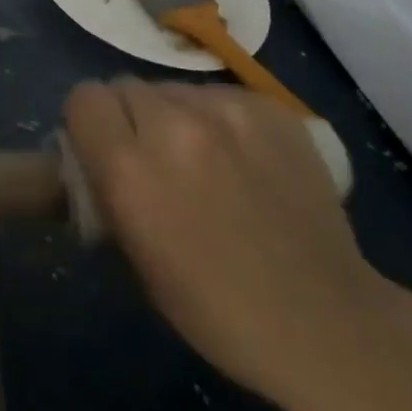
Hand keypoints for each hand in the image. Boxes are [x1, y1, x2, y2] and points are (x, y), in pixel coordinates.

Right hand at [64, 80, 392, 407]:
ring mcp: (225, 111)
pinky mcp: (267, 107)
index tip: (104, 149)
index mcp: (130, 169)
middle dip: (131, 117)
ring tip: (205, 160)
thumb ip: (109, 189)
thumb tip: (98, 154)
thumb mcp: (136, 259)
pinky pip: (219, 94)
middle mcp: (171, 125)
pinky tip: (243, 158)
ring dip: (175, 116)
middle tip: (154, 158)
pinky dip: (219, 118)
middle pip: (125, 87)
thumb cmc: (218, 310)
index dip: (89, 123)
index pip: (84, 99)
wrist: (328, 323)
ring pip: (173, 89)